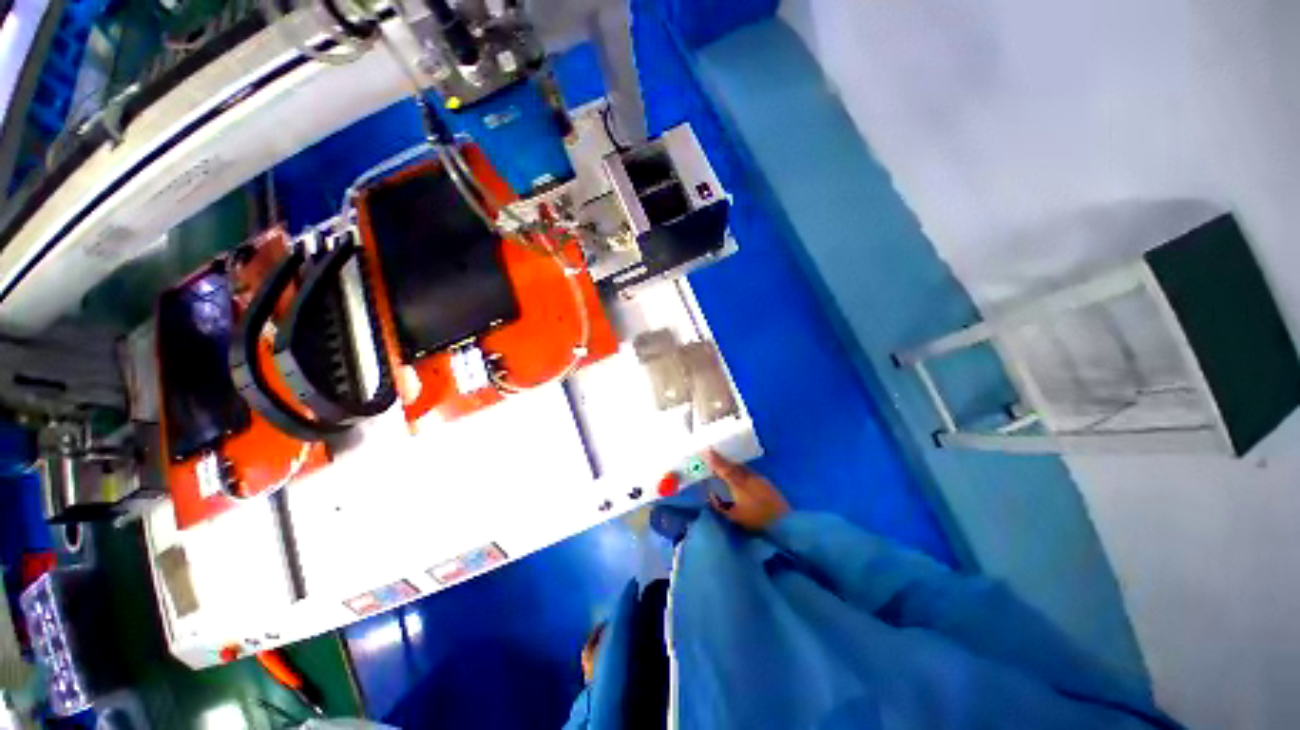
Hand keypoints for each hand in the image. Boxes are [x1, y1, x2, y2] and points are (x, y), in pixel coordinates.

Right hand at [705, 450, 790, 529]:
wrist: (785, 523)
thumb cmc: (756, 520)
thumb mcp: (733, 516)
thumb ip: (719, 505)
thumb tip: (711, 494)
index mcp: (738, 482)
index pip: (723, 468)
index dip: (714, 459)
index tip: (706, 450)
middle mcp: (748, 476)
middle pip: (732, 465)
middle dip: (722, 461)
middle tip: (712, 458)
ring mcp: (758, 478)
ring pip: (741, 468)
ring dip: (732, 466)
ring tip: (724, 468)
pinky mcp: (766, 482)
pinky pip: (748, 472)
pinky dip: (740, 471)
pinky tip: (738, 477)